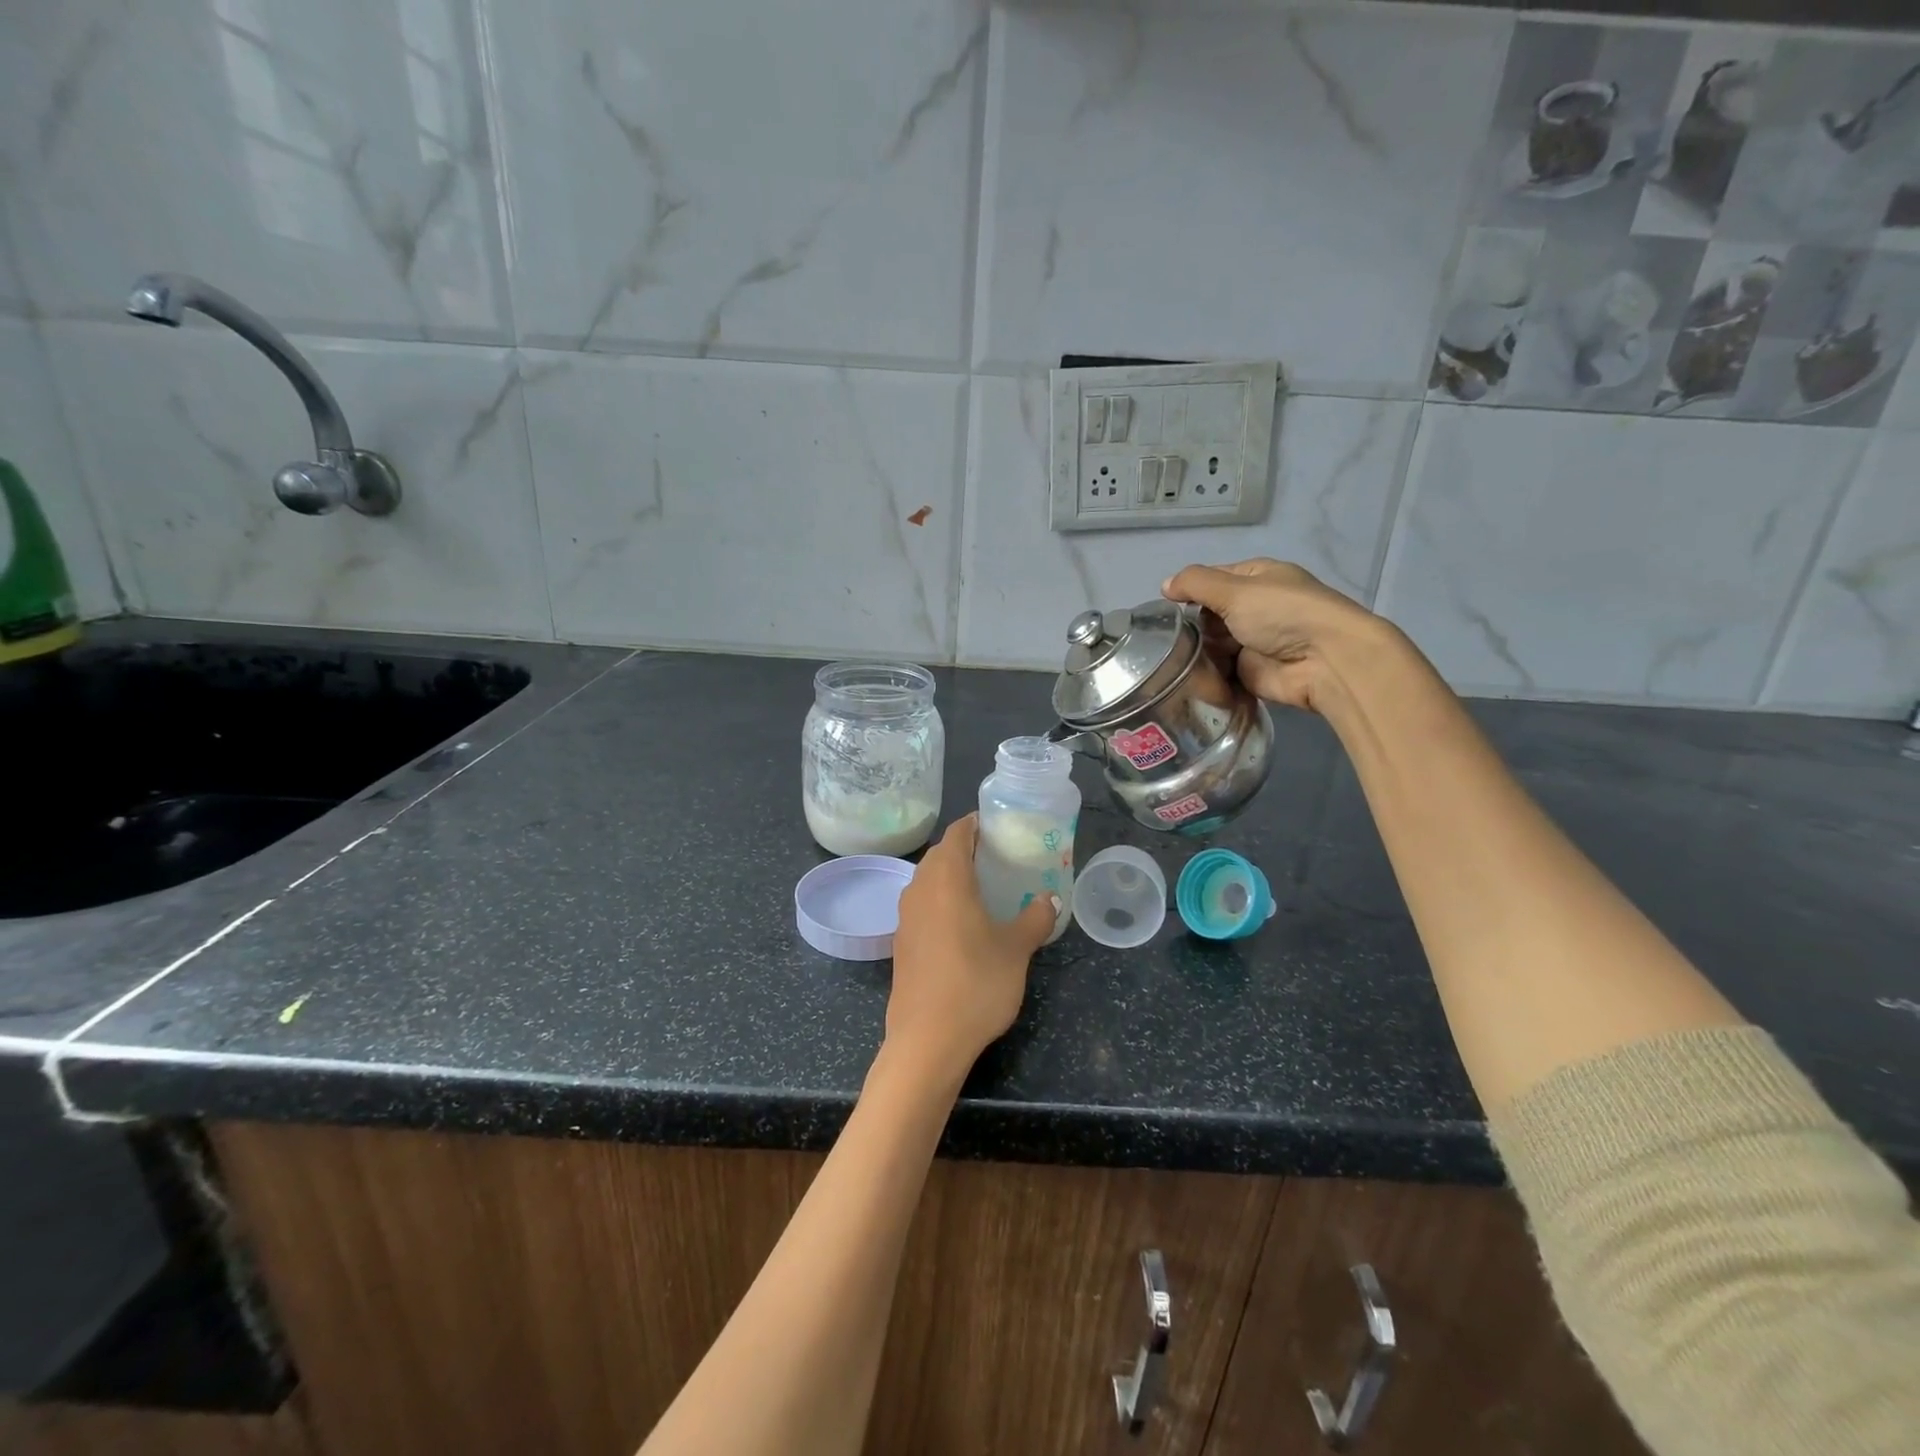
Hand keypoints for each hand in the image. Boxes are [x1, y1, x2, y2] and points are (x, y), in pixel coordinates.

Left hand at [888, 815, 1056, 1080]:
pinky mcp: (901, 942)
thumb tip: (1050, 899)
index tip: (1001, 826)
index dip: (978, 824)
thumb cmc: (976, 983)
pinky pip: (923, 906)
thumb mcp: (1017, 949)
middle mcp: (919, 888)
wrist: (927, 1040)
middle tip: (1000, 858)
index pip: (958, 832)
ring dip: (953, 877)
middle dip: (967, 850)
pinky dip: (942, 902)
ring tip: (986, 889)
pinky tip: (965, 924)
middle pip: (941, 854)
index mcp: (946, 877)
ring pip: (929, 881)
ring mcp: (905, 916)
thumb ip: (1036, 918)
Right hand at [1162, 558, 1388, 714]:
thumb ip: (1196, 584)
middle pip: (1209, 614)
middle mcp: (1255, 608)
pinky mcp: (1250, 672)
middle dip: (1191, 625)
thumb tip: (1164, 585)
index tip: (1164, 608)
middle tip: (1168, 638)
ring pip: (1211, 644)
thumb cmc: (1282, 614)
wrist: (1323, 662)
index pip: (1212, 580)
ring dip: (1196, 651)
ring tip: (1172, 660)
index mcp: (1256, 579)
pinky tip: (1185, 678)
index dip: (1189, 591)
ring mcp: (1252, 642)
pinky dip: (1205, 674)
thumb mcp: (1235, 590)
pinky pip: (1219, 671)